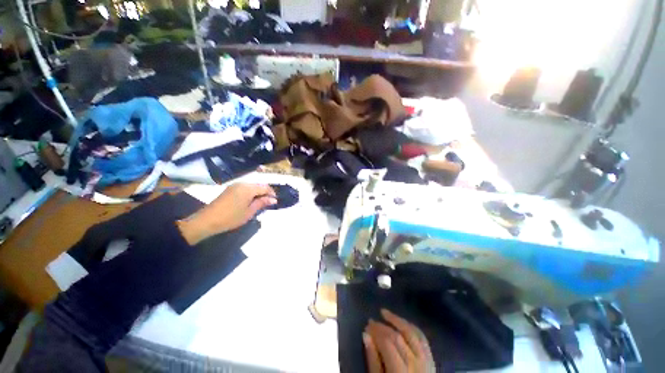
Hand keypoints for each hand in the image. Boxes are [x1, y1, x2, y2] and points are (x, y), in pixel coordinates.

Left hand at [177, 183, 275, 244]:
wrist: (207, 220)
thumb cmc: (231, 217)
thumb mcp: (249, 211)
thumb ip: (262, 203)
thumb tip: (273, 199)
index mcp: (248, 188)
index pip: (265, 187)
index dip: (272, 194)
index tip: (275, 202)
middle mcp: (242, 184)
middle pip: (258, 186)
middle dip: (265, 193)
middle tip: (268, 204)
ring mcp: (235, 186)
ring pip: (252, 187)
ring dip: (257, 194)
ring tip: (259, 204)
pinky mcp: (229, 189)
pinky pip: (244, 189)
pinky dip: (250, 194)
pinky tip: (249, 202)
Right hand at [363, 309, 434, 372]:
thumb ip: (373, 360)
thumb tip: (366, 334)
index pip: (388, 343)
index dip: (376, 331)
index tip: (367, 325)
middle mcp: (417, 365)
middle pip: (398, 337)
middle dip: (383, 326)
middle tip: (371, 321)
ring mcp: (427, 362)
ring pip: (412, 333)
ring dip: (398, 320)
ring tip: (385, 313)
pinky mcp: (432, 360)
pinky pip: (422, 338)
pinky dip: (411, 327)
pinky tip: (402, 322)